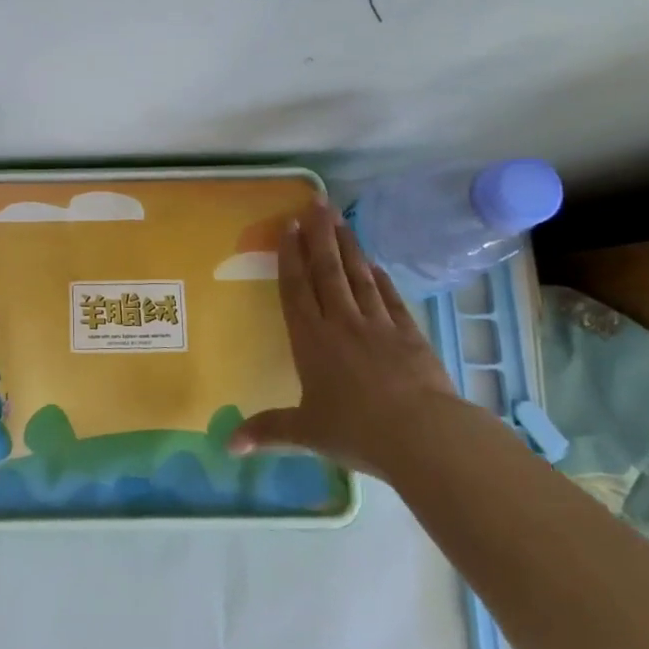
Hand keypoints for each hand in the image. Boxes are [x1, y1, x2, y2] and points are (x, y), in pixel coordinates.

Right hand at [227, 202, 461, 476]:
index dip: (290, 256)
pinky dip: (381, 279)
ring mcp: (378, 325)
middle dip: (320, 235)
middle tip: (316, 202)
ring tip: (341, 219)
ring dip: (348, 246)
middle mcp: (341, 323)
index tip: (289, 226)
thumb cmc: (355, 431)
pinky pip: (390, 298)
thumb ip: (267, 431)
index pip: (296, 289)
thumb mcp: (305, 433)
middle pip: (327, 271)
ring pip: (358, 276)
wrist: (422, 435)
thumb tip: (226, 446)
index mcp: (312, 340)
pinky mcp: (409, 334)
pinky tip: (376, 264)